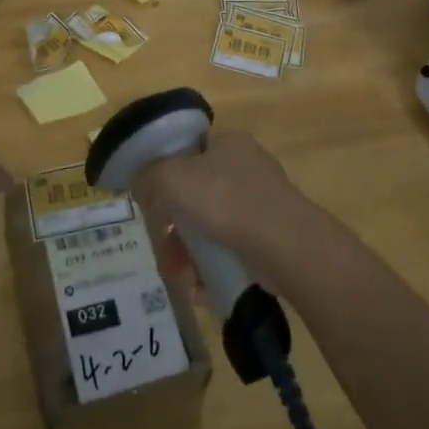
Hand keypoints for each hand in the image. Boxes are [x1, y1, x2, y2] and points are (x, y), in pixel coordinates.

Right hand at [130, 132, 312, 285]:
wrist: (286, 245)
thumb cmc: (227, 201)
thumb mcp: (174, 178)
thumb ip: (150, 176)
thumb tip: (141, 184)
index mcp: (228, 141)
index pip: (189, 150)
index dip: (165, 174)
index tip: (152, 202)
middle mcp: (247, 165)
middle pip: (197, 192)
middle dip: (175, 223)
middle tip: (163, 246)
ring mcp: (262, 201)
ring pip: (213, 223)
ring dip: (190, 249)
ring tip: (180, 275)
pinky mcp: (271, 235)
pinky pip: (232, 247)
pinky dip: (213, 264)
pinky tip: (200, 286)